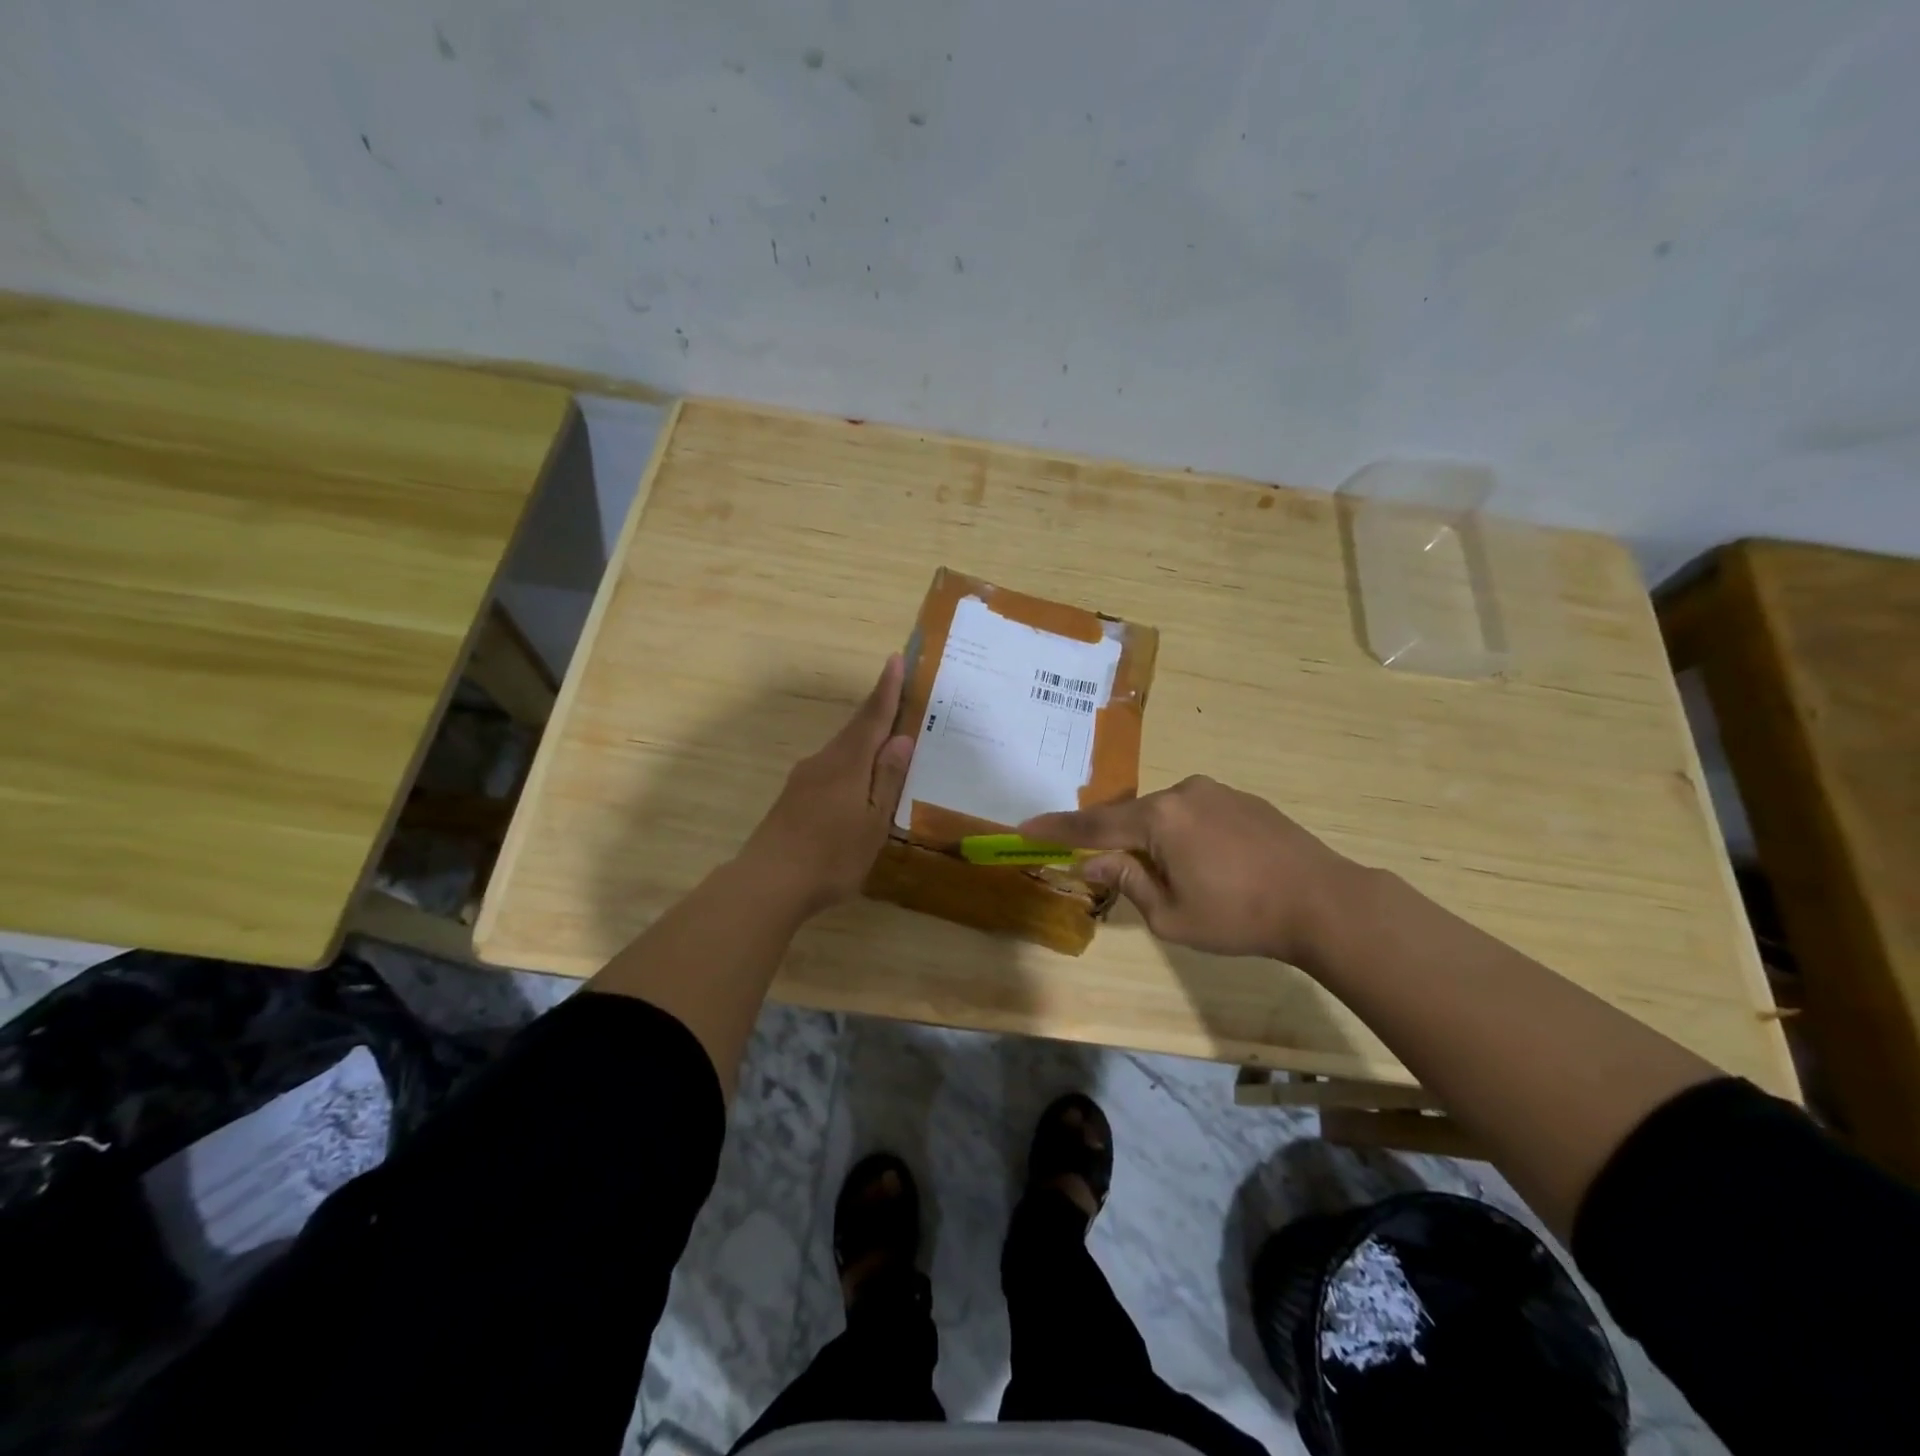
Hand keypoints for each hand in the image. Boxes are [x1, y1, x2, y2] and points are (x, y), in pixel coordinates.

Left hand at [739, 655, 914, 917]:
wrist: (767, 882)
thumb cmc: (831, 855)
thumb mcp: (872, 821)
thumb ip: (886, 778)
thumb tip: (902, 737)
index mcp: (847, 763)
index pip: (872, 717)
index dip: (887, 690)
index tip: (895, 659)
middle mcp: (823, 762)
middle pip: (856, 730)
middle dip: (877, 712)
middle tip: (900, 697)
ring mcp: (804, 779)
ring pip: (842, 751)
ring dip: (865, 741)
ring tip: (887, 744)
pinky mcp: (793, 798)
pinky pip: (830, 770)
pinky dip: (850, 765)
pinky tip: (857, 785)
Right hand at [1019, 776, 1360, 964]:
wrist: (1325, 902)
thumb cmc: (1240, 917)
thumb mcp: (1171, 915)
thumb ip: (1127, 880)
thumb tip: (1094, 861)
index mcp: (1159, 818)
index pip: (1094, 825)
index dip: (1057, 829)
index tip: (1025, 827)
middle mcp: (1183, 792)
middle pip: (1132, 817)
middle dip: (1119, 843)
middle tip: (1116, 874)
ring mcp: (1217, 791)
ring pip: (1166, 815)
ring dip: (1157, 841)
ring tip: (1182, 880)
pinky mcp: (1243, 799)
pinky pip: (1197, 814)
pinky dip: (1187, 835)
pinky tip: (1212, 866)